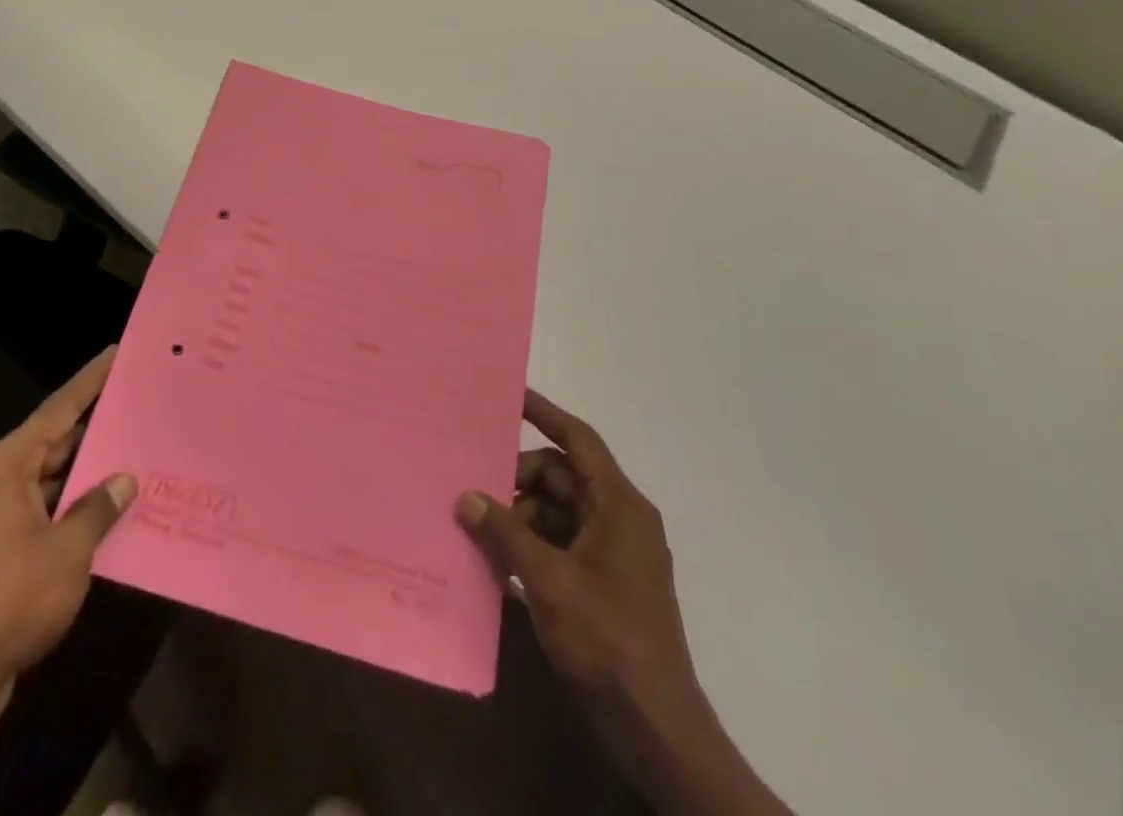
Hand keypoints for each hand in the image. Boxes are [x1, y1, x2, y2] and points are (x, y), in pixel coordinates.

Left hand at [0, 346, 136, 710]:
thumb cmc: (7, 603)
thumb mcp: (67, 552)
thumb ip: (98, 508)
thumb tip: (124, 478)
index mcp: (5, 466)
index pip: (57, 409)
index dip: (90, 380)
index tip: (115, 351)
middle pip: (54, 440)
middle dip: (95, 425)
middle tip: (138, 402)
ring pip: (50, 478)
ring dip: (87, 472)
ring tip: (136, 452)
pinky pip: (43, 510)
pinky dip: (73, 506)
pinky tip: (109, 509)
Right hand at [456, 389, 792, 815]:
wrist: (656, 728)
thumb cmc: (608, 640)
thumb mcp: (548, 581)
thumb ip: (505, 533)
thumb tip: (466, 497)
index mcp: (618, 506)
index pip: (578, 440)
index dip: (544, 413)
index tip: (509, 394)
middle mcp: (618, 519)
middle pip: (559, 477)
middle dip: (516, 480)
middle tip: (472, 487)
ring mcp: (611, 553)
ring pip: (555, 511)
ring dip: (518, 517)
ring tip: (477, 529)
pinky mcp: (601, 583)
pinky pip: (558, 543)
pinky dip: (529, 546)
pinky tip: (496, 562)